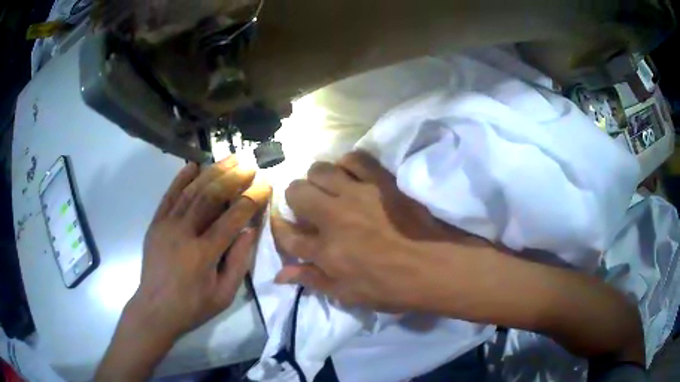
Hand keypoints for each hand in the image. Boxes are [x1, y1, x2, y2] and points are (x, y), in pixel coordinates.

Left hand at [135, 156, 270, 337]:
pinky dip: (180, 179)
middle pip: (210, 197)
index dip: (251, 199)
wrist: (155, 310)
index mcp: (203, 254)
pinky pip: (169, 196)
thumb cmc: (193, 307)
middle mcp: (184, 233)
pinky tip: (193, 165)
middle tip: (249, 165)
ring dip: (211, 172)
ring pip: (191, 191)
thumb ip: (238, 262)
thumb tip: (249, 230)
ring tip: (229, 158)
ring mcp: (166, 225)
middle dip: (233, 178)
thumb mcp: (224, 295)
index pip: (232, 218)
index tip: (265, 184)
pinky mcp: (155, 223)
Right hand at [272, 151, 481, 311]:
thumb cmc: (394, 287)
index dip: (282, 229)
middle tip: (310, 207)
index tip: (287, 226)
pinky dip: (347, 163)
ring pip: (319, 169)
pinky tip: (351, 175)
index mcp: (325, 252)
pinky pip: (354, 157)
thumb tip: (279, 275)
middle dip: (296, 199)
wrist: (437, 266)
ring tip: (329, 189)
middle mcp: (334, 218)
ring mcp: (358, 195)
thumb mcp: (349, 295)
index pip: (287, 235)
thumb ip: (312, 280)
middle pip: (296, 192)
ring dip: (318, 179)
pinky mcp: (381, 180)